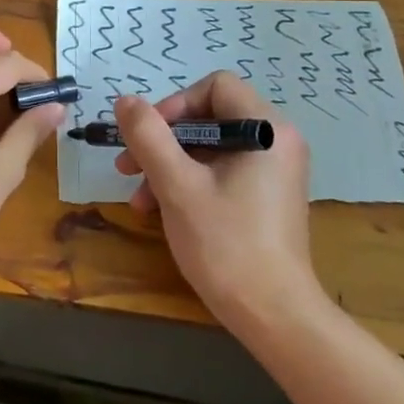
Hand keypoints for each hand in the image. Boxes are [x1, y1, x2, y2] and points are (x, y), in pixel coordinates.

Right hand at [112, 72, 316, 324]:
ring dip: (169, 166)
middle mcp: (277, 141)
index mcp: (267, 128)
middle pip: (210, 117)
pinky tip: (159, 211)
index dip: (175, 104)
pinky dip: (189, 183)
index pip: (215, 86)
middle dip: (163, 141)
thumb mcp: (177, 186)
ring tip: (138, 199)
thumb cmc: (227, 245)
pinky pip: (222, 172)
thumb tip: (125, 101)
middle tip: (127, 166)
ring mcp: (274, 170)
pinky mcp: (267, 196)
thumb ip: (148, 137)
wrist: (275, 317)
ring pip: (211, 148)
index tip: (147, 137)